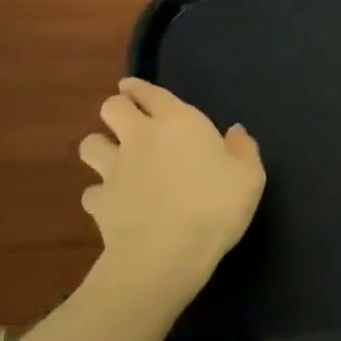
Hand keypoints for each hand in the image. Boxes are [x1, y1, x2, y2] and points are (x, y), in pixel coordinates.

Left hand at [78, 79, 265, 304]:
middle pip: (112, 108)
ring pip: (90, 144)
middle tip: (128, 119)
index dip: (139, 88)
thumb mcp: (249, 176)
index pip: (150, 93)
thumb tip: (235, 131)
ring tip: (113, 157)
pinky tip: (112, 202)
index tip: (132, 87)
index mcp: (178, 122)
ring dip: (100, 146)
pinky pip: (91, 191)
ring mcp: (114, 170)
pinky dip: (100, 193)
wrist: (166, 253)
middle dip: (118, 108)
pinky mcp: (99, 203)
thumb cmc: (215, 205)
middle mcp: (140, 137)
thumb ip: (243, 149)